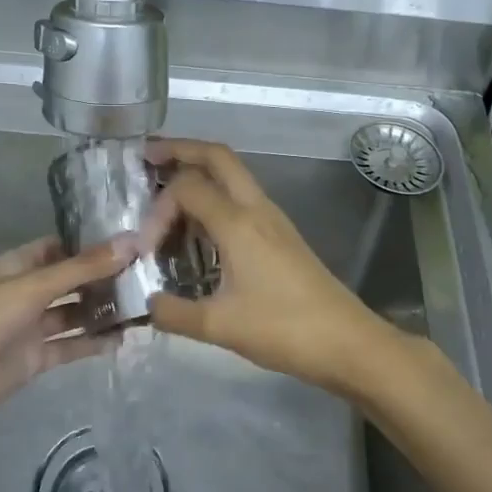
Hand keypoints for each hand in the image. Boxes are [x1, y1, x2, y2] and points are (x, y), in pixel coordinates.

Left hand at [0, 235, 133, 432]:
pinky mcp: (36, 357)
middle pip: (70, 281)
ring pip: (73, 314)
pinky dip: (93, 343)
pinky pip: (70, 345)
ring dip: (101, 311)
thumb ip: (84, 267)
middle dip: (102, 279)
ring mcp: (31, 326)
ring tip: (141, 306)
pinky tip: (122, 339)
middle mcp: (26, 292)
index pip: (58, 247)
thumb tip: (131, 240)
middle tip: (144, 275)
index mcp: (18, 266)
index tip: (128, 242)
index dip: (89, 245)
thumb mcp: (36, 285)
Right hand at [141, 139, 401, 393]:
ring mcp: (273, 219)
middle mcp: (256, 208)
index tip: (145, 249)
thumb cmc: (283, 329)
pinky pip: (242, 199)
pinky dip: (215, 198)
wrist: (346, 341)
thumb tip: (147, 304)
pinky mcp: (281, 235)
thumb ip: (174, 313)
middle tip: (147, 157)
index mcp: (238, 222)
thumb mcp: (219, 327)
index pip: (186, 188)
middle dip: (180, 149)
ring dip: (200, 172)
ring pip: (233, 175)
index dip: (157, 209)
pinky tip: (199, 230)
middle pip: (217, 156)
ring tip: (165, 193)